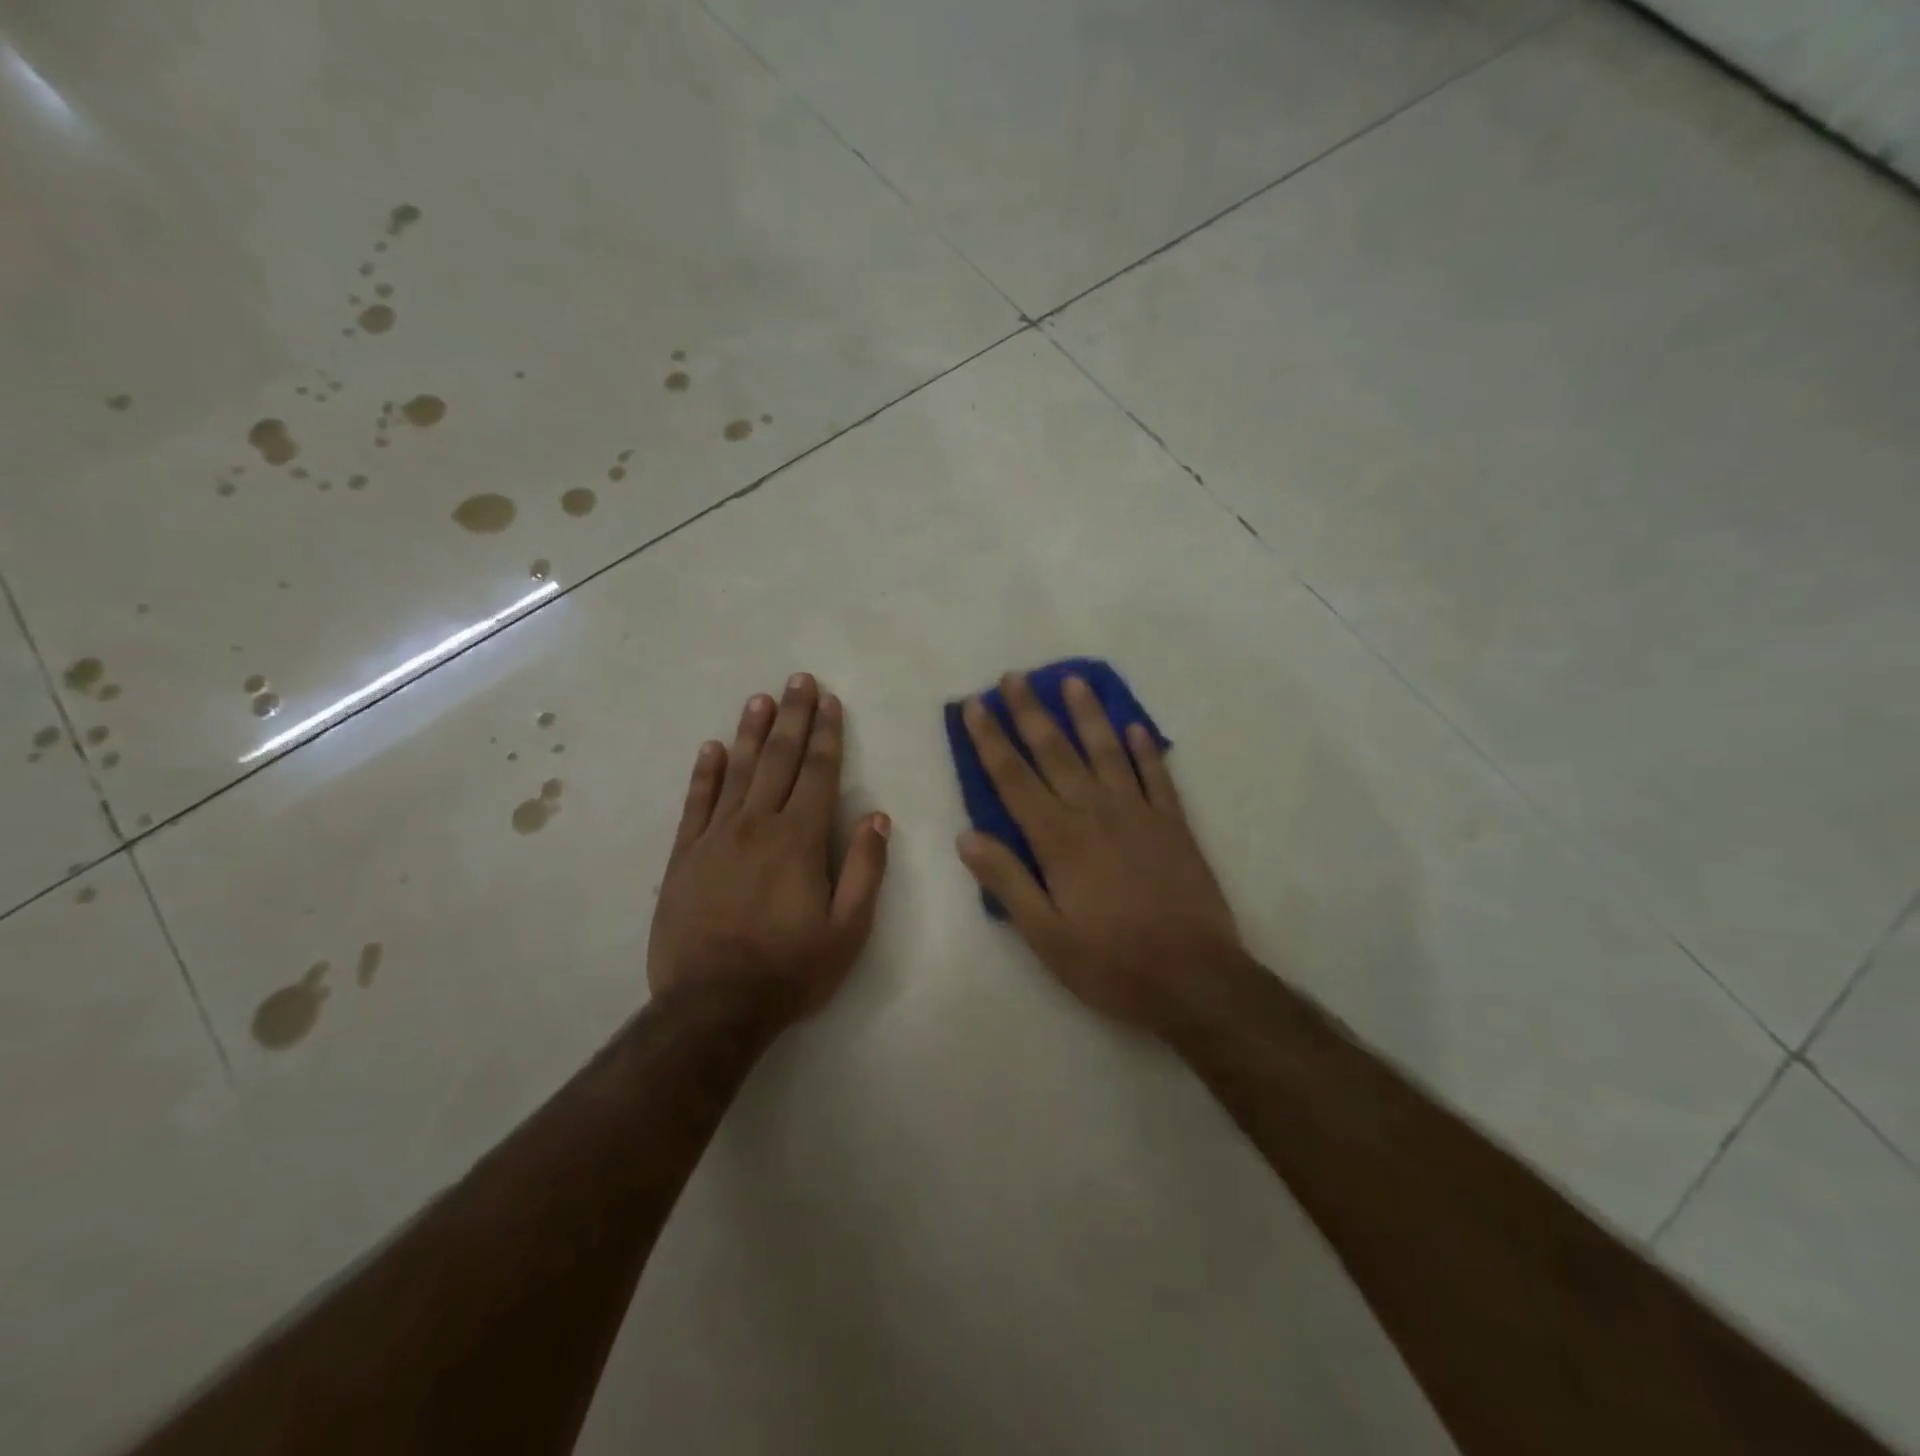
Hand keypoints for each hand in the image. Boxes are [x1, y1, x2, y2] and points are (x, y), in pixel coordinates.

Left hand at [648, 673, 889, 1019]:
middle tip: (797, 680)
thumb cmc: (790, 970)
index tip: (829, 701)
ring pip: (736, 772)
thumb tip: (877, 816)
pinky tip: (711, 748)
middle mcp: (757, 825)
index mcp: (799, 839)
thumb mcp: (847, 929)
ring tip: (759, 699)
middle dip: (792, 717)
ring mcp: (715, 837)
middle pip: (778, 760)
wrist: (712, 1007)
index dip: (826, 734)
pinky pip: (696, 804)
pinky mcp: (684, 856)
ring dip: (750, 733)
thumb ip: (864, 868)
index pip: (818, 773)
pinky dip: (704, 773)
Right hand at [955, 673, 1241, 1035]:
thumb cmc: (1112, 963)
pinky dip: (1145, 748)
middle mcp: (1096, 813)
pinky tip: (1135, 726)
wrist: (1196, 979)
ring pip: (1107, 751)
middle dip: (1031, 712)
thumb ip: (1008, 882)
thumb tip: (967, 836)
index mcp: (1059, 840)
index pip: (1014, 778)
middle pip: (1056, 752)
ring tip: (1073, 680)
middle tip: (1014, 676)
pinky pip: (1157, 775)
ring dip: (1088, 714)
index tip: (974, 705)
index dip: (990, 740)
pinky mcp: (1174, 825)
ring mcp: (1140, 814)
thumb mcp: (1046, 936)